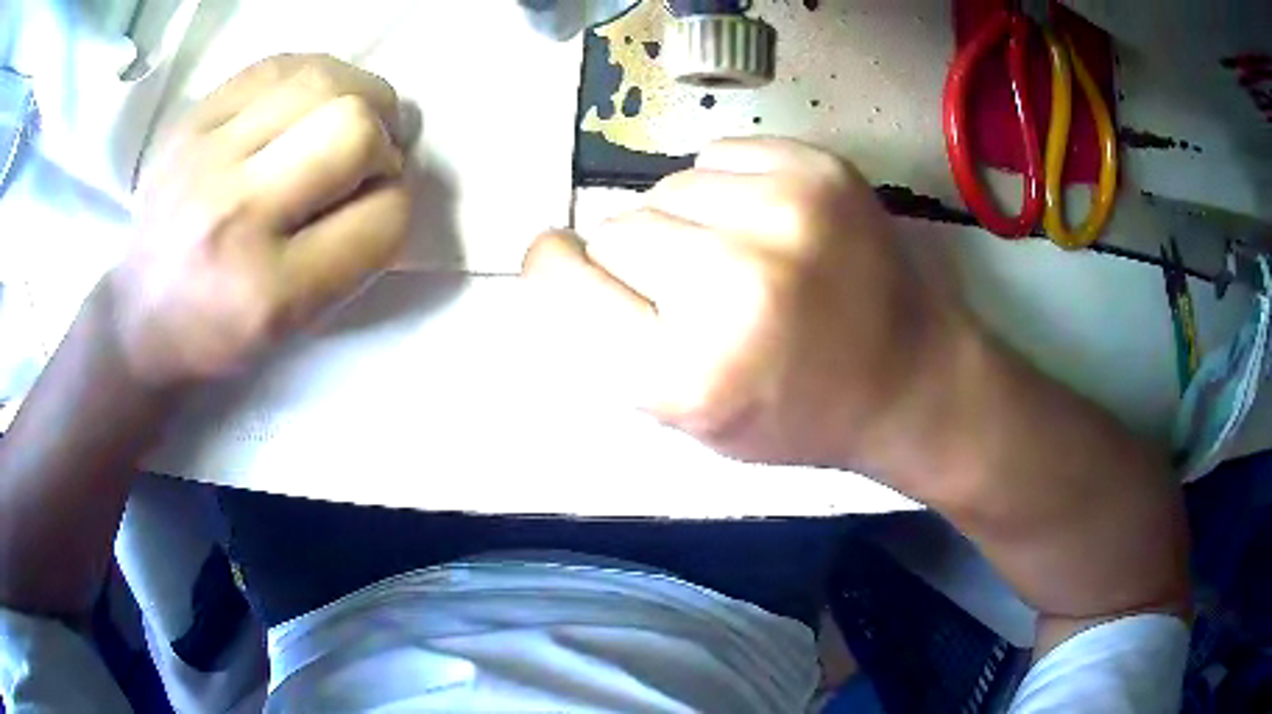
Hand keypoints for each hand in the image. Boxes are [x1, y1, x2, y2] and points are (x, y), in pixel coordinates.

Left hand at [109, 54, 411, 385]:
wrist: (141, 312)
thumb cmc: (223, 330)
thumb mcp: (297, 323)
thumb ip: (355, 252)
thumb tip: (393, 170)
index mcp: (269, 291)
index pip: (383, 215)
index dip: (396, 205)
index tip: (376, 208)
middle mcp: (234, 214)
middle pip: (354, 129)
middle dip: (384, 140)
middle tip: (369, 155)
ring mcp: (205, 156)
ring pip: (323, 81)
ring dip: (357, 95)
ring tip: (346, 118)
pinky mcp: (191, 120)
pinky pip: (278, 65)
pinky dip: (313, 76)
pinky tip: (308, 102)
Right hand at [523, 138, 964, 468]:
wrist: (910, 378)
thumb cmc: (796, 412)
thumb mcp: (690, 420)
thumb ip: (612, 344)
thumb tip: (565, 257)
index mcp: (688, 375)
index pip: (563, 279)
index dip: (556, 267)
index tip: (564, 261)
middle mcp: (734, 286)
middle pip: (616, 229)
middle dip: (638, 258)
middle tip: (693, 289)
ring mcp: (786, 215)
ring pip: (668, 188)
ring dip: (687, 221)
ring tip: (742, 257)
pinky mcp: (819, 171)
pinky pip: (719, 155)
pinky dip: (729, 187)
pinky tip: (770, 225)